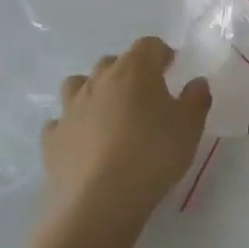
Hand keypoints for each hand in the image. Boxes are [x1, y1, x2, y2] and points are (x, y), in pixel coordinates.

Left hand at [41, 37, 211, 236]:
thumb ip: (196, 99)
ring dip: (95, 91)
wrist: (99, 202)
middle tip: (146, 95)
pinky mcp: (52, 139)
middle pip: (113, 62)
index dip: (162, 53)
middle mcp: (98, 81)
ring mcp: (70, 109)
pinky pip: (61, 121)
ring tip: (111, 113)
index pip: (148, 45)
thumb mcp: (190, 127)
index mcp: (134, 71)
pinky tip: (84, 141)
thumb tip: (196, 82)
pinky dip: (73, 124)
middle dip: (129, 71)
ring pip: (79, 85)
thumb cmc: (153, 155)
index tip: (173, 69)